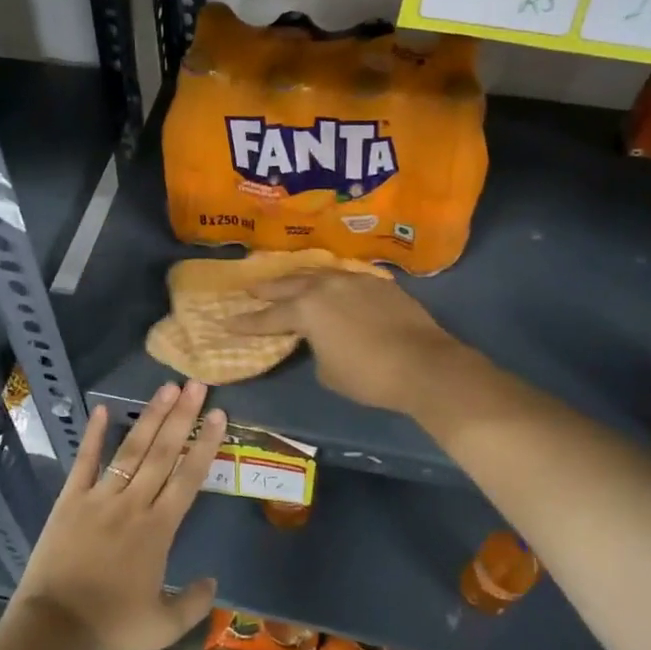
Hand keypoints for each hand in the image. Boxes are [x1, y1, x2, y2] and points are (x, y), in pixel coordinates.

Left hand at [7, 381, 223, 649]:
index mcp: (158, 529)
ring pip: (131, 450)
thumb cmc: (110, 626)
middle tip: (196, 384)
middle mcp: (133, 503)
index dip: (205, 444)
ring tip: (166, 388)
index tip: (218, 414)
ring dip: (150, 418)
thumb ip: (193, 604)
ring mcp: (100, 497)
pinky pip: (84, 462)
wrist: (53, 629)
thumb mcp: (162, 627)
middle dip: (182, 416)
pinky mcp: (70, 500)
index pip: (188, 477)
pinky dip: (94, 436)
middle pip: (163, 452)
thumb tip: (213, 581)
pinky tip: (103, 410)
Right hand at [225, 271, 466, 414]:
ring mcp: (354, 280)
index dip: (247, 323)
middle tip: (250, 288)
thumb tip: (319, 340)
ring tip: (287, 280)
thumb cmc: (368, 375)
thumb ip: (314, 348)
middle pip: (289, 285)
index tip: (227, 322)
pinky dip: (331, 282)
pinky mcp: (378, 283)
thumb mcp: (328, 372)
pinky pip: (345, 277)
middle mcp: (326, 286)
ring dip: (299, 279)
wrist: (423, 364)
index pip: (269, 317)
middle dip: (267, 289)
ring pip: (318, 274)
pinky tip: (330, 284)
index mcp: (307, 309)